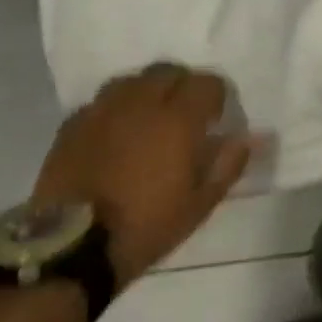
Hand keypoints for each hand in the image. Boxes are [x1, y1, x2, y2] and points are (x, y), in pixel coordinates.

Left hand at [32, 64, 254, 288]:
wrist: (70, 250)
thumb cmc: (146, 225)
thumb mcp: (200, 203)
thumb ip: (229, 163)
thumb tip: (251, 137)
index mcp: (178, 118)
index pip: (207, 82)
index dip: (216, 97)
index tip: (216, 120)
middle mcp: (141, 102)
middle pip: (168, 71)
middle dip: (181, 86)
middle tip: (184, 115)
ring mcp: (102, 111)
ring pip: (131, 81)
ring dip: (146, 92)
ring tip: (148, 118)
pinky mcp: (71, 126)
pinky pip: (100, 103)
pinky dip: (113, 110)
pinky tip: (114, 133)